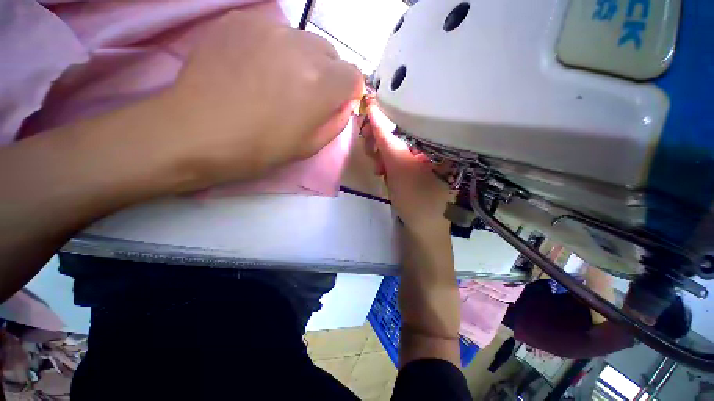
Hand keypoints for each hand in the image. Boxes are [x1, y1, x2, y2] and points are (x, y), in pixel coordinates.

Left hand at [159, 10, 363, 188]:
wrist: (199, 132)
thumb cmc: (261, 148)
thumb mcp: (311, 146)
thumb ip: (336, 122)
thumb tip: (344, 104)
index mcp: (322, 84)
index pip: (354, 76)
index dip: (348, 92)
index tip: (335, 103)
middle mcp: (302, 47)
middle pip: (331, 54)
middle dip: (327, 75)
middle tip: (305, 95)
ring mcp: (270, 28)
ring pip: (304, 41)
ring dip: (302, 61)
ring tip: (278, 82)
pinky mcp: (242, 20)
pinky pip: (274, 32)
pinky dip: (275, 49)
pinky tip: (255, 68)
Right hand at [366, 104, 452, 236]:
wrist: (424, 228)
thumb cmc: (416, 198)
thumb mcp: (398, 165)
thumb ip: (384, 137)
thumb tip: (373, 108)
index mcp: (438, 139)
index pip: (409, 116)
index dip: (386, 115)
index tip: (369, 115)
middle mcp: (433, 144)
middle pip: (401, 131)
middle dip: (381, 141)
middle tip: (371, 151)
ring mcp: (425, 157)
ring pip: (397, 144)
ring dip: (382, 154)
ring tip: (378, 168)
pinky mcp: (417, 167)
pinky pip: (398, 156)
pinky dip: (387, 162)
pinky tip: (383, 171)